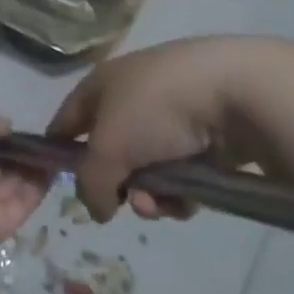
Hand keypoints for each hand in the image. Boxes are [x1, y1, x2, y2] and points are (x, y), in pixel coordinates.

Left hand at [0, 108, 49, 266]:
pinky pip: (26, 200)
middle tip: (46, 137)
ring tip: (58, 146)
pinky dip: (42, 183)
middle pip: (1, 165)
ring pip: (16, 182)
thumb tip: (7, 126)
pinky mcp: (5, 224)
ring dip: (35, 164)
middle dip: (21, 151)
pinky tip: (57, 163)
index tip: (20, 127)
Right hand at [50, 36, 276, 220]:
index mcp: (102, 85)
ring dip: (149, 195)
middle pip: (110, 154)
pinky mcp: (206, 137)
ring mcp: (172, 117)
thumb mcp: (107, 149)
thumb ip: (90, 184)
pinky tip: (188, 199)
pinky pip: (180, 175)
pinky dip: (179, 192)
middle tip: (125, 201)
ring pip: (146, 170)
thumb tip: (99, 209)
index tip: (57, 190)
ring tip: (161, 203)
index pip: (66, 123)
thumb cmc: (156, 109)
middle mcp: (133, 97)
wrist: (236, 93)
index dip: (56, 155)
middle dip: (116, 185)